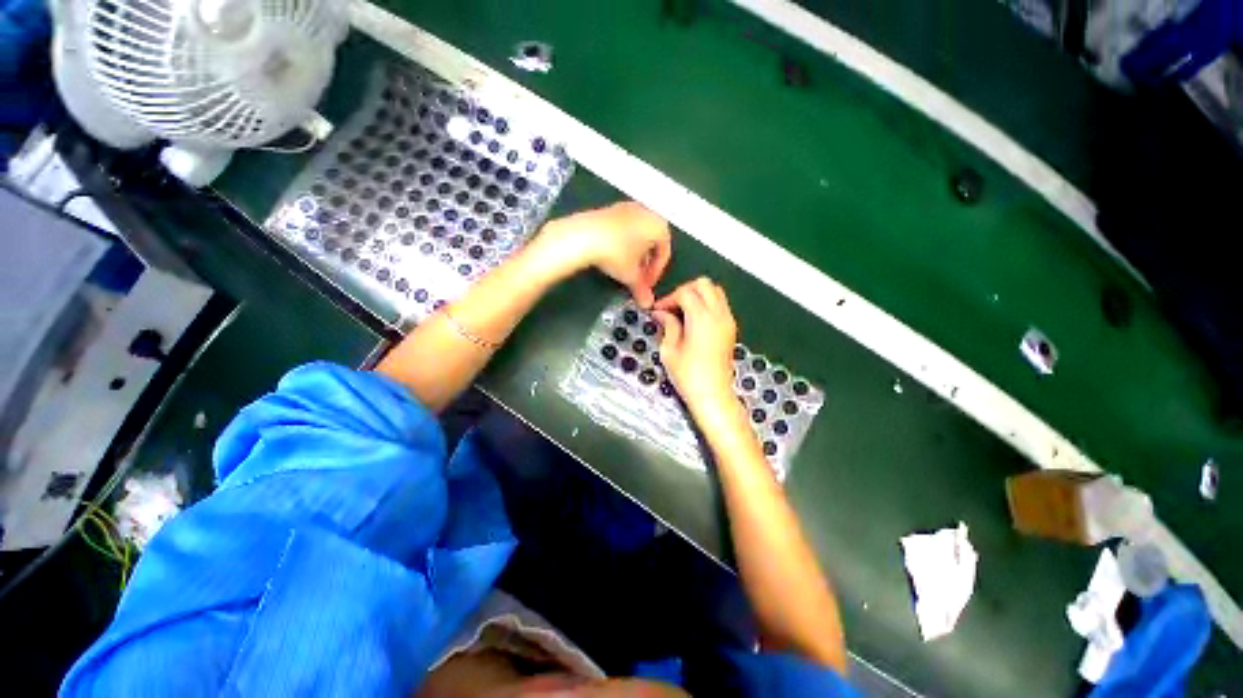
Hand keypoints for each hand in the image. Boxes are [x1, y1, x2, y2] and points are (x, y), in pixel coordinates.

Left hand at [534, 202, 671, 306]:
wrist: (585, 235)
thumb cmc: (615, 252)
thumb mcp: (631, 275)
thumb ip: (641, 289)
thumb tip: (646, 302)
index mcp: (659, 225)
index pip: (664, 253)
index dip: (656, 273)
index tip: (646, 285)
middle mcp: (647, 212)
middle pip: (652, 243)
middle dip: (645, 263)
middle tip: (637, 278)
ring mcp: (628, 208)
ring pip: (638, 235)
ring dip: (634, 253)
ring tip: (624, 268)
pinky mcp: (611, 208)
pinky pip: (623, 229)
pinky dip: (622, 242)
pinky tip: (613, 255)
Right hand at [651, 278, 738, 415]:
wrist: (713, 395)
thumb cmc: (688, 376)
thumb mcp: (670, 350)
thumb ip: (667, 326)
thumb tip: (661, 313)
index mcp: (702, 318)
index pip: (685, 292)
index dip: (668, 298)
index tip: (657, 311)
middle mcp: (719, 314)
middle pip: (704, 284)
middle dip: (685, 290)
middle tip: (671, 307)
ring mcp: (728, 320)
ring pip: (715, 291)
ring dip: (698, 295)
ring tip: (682, 312)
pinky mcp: (731, 328)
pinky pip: (720, 304)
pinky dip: (707, 304)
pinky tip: (694, 321)